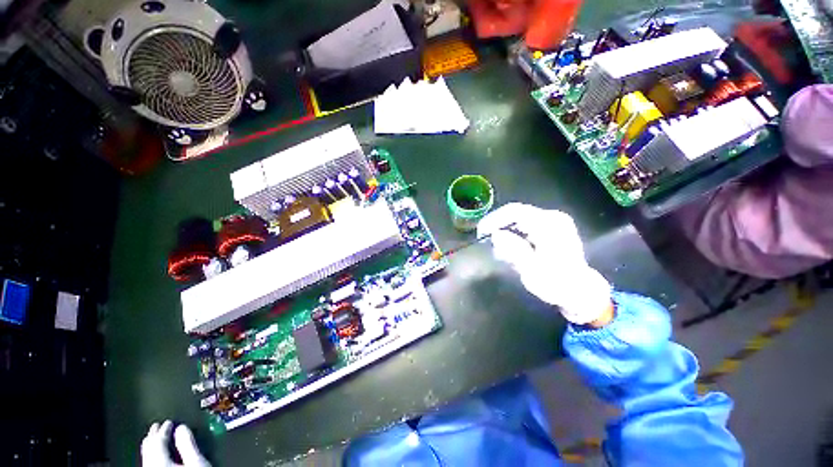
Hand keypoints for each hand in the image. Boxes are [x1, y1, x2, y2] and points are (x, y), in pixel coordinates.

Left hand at [141, 421, 210, 466]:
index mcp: (158, 458)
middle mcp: (150, 465)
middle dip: (155, 435)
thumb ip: (188, 445)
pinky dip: (153, 457)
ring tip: (159, 442)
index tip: (170, 423)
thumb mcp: (198, 465)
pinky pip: (149, 464)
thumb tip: (182, 428)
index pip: (159, 437)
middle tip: (160, 428)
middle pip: (149, 445)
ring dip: (153, 446)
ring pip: (147, 455)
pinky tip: (159, 461)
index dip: (165, 428)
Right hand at [478, 203, 611, 324]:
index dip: (495, 220)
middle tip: (489, 244)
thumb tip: (496, 235)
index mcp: (549, 224)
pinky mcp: (560, 230)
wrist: (581, 292)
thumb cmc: (556, 283)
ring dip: (512, 232)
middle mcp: (555, 218)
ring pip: (527, 220)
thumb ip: (513, 250)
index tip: (480, 232)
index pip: (516, 212)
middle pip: (521, 214)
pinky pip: (535, 226)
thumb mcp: (531, 270)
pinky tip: (517, 249)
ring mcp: (559, 223)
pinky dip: (523, 234)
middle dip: (502, 227)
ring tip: (501, 250)